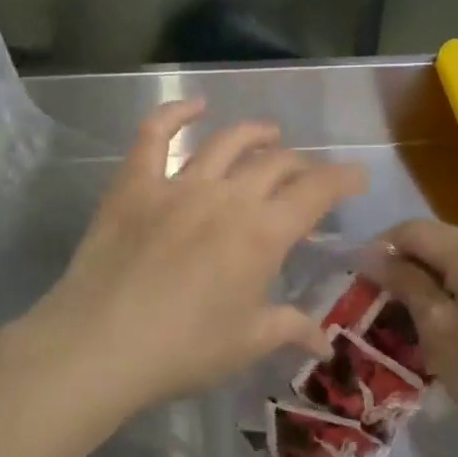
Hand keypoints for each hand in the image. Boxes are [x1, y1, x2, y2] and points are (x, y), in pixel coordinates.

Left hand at [29, 99, 367, 413]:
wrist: (100, 345)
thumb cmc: (183, 350)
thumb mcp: (247, 343)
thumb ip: (291, 329)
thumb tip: (325, 343)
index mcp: (262, 233)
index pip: (317, 191)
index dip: (343, 179)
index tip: (357, 176)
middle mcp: (228, 196)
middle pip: (276, 163)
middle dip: (301, 165)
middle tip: (307, 176)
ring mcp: (179, 184)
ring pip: (226, 142)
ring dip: (254, 134)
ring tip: (269, 134)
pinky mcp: (136, 183)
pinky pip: (155, 135)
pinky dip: (175, 113)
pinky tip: (194, 106)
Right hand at [366, 220, 457, 452]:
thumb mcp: (436, 328)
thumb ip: (405, 283)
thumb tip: (372, 256)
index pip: (413, 230)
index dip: (381, 248)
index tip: (358, 277)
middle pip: (437, 239)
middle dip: (405, 263)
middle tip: (379, 298)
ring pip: (457, 257)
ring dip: (428, 276)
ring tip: (407, 311)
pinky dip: (454, 286)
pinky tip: (445, 318)